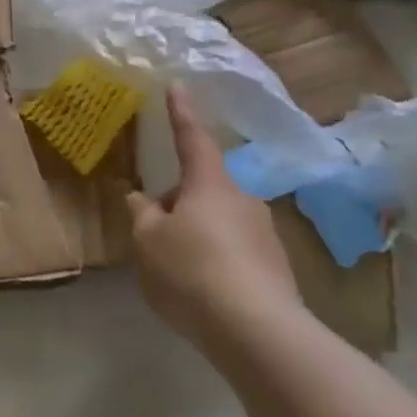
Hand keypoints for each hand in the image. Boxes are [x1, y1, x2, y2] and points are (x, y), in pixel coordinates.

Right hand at [127, 85, 304, 350]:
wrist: (256, 330)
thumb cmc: (191, 270)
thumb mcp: (148, 240)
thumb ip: (141, 214)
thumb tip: (142, 199)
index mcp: (210, 184)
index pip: (192, 139)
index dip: (181, 113)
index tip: (178, 86)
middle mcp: (243, 199)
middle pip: (203, 188)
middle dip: (178, 200)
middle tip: (152, 228)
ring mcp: (264, 234)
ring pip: (218, 220)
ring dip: (195, 232)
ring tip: (172, 266)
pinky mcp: (275, 267)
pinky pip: (233, 250)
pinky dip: (212, 258)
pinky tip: (198, 288)